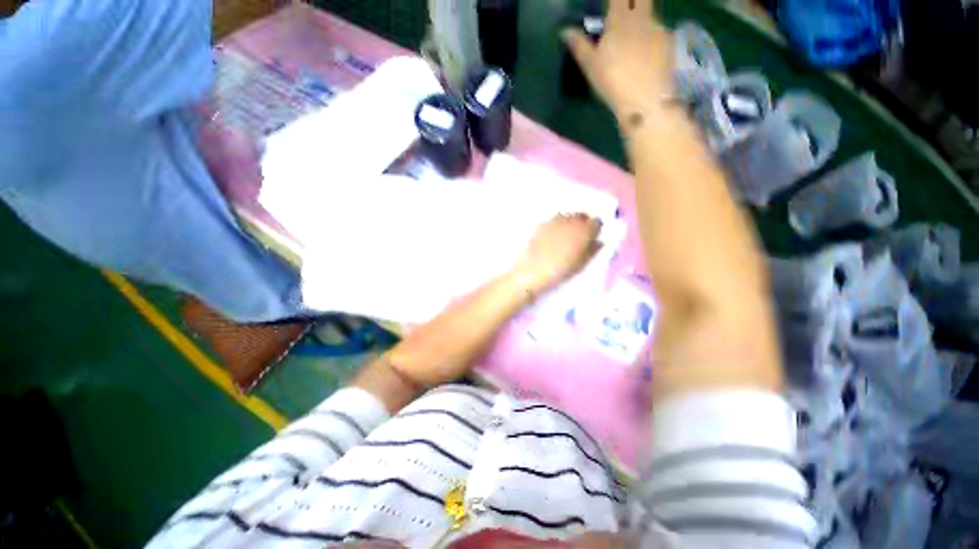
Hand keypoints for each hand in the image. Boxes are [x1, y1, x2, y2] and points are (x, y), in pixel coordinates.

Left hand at [515, 213, 601, 294]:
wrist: (532, 271)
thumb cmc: (560, 270)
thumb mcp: (582, 264)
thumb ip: (593, 251)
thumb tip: (598, 242)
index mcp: (585, 230)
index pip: (597, 222)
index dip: (595, 231)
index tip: (592, 239)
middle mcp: (571, 220)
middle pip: (582, 216)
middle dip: (583, 224)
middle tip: (579, 238)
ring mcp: (555, 220)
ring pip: (567, 216)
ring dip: (569, 223)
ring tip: (565, 237)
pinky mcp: (541, 224)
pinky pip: (554, 221)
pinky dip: (556, 226)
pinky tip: (552, 238)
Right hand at [563, 0, 673, 124]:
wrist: (645, 99)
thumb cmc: (613, 81)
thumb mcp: (591, 66)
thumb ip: (579, 45)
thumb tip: (565, 31)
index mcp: (620, 19)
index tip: (611, 4)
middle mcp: (642, 16)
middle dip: (632, 2)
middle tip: (623, 12)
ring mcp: (658, 28)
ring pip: (649, 15)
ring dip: (640, 20)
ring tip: (632, 38)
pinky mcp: (669, 43)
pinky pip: (657, 32)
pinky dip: (650, 37)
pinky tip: (645, 54)